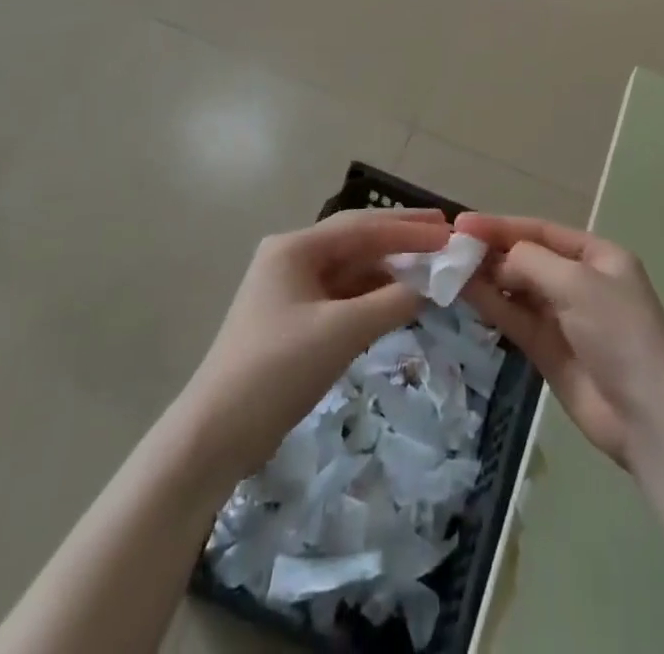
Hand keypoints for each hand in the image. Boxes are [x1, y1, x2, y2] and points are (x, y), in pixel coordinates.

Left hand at [182, 209, 450, 481]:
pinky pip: (344, 296)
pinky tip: (402, 299)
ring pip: (352, 269)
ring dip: (390, 268)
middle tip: (446, 234)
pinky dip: (374, 295)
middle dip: (402, 238)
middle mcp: (293, 259)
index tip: (449, 229)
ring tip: (433, 267)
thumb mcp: (341, 332)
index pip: (362, 227)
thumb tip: (432, 285)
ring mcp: (293, 290)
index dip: (408, 227)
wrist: (215, 436)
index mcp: (296, 248)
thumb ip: (391, 303)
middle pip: (357, 241)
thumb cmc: (276, 371)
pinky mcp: (296, 321)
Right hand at [455, 213, 663, 469]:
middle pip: (528, 258)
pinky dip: (492, 305)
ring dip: (486, 277)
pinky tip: (464, 292)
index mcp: (597, 256)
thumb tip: (496, 261)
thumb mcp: (577, 282)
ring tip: (448, 267)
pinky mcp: (548, 351)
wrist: (648, 414)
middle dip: (492, 251)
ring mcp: (563, 318)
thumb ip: (530, 262)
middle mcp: (579, 281)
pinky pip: (515, 319)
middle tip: (450, 247)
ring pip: (517, 289)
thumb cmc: (618, 332)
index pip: (541, 231)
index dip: (502, 226)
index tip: (463, 223)